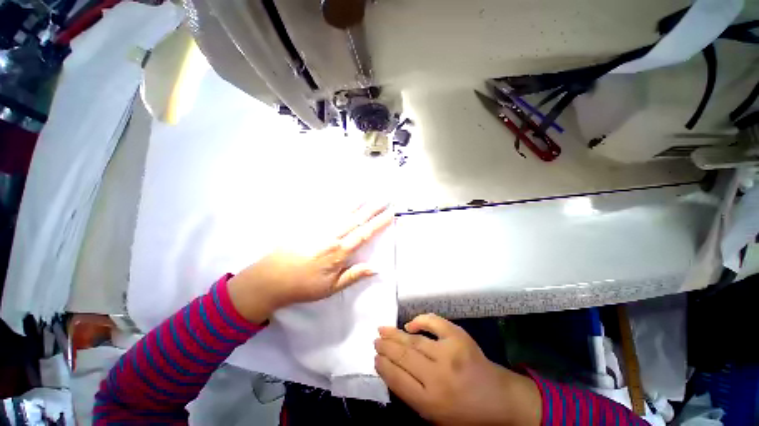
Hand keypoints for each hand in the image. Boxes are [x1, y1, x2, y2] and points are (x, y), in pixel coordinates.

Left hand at [228, 203, 392, 323]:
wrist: (270, 279)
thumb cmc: (303, 286)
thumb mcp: (331, 288)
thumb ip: (354, 275)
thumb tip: (375, 268)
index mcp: (339, 252)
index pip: (364, 234)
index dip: (378, 224)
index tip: (390, 214)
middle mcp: (332, 236)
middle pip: (356, 220)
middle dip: (372, 209)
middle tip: (385, 199)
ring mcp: (319, 229)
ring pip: (342, 213)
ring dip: (357, 203)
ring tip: (368, 195)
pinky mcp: (308, 226)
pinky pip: (326, 212)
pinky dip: (337, 205)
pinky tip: (343, 200)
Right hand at [375, 314, 541, 425]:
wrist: (499, 399)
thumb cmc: (465, 413)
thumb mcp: (435, 416)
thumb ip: (412, 394)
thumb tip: (392, 369)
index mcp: (430, 402)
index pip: (397, 379)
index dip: (383, 366)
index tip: (375, 357)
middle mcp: (437, 376)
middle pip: (403, 356)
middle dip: (386, 347)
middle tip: (376, 340)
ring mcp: (449, 353)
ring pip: (414, 340)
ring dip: (396, 334)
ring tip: (383, 329)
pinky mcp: (459, 337)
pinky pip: (434, 323)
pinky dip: (420, 320)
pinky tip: (410, 324)